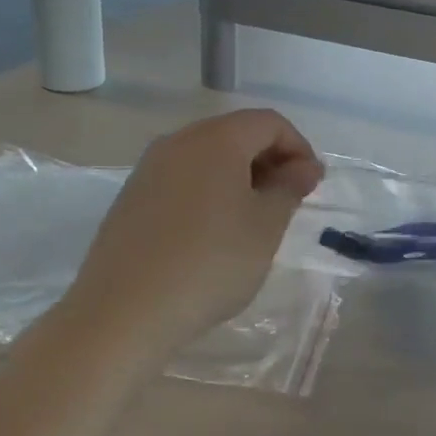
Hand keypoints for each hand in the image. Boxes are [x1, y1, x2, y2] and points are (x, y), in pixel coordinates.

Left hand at [62, 110, 323, 355]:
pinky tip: (213, 233)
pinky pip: (182, 180)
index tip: (311, 186)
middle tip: (287, 203)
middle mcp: (178, 142)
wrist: (124, 312)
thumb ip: (290, 187)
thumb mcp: (266, 226)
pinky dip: (209, 192)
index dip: (299, 147)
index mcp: (216, 139)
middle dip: (270, 160)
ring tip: (253, 220)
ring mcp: (149, 169)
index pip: (269, 123)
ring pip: (207, 157)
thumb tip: (304, 166)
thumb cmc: (211, 263)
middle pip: (236, 134)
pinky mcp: (131, 198)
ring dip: (239, 177)